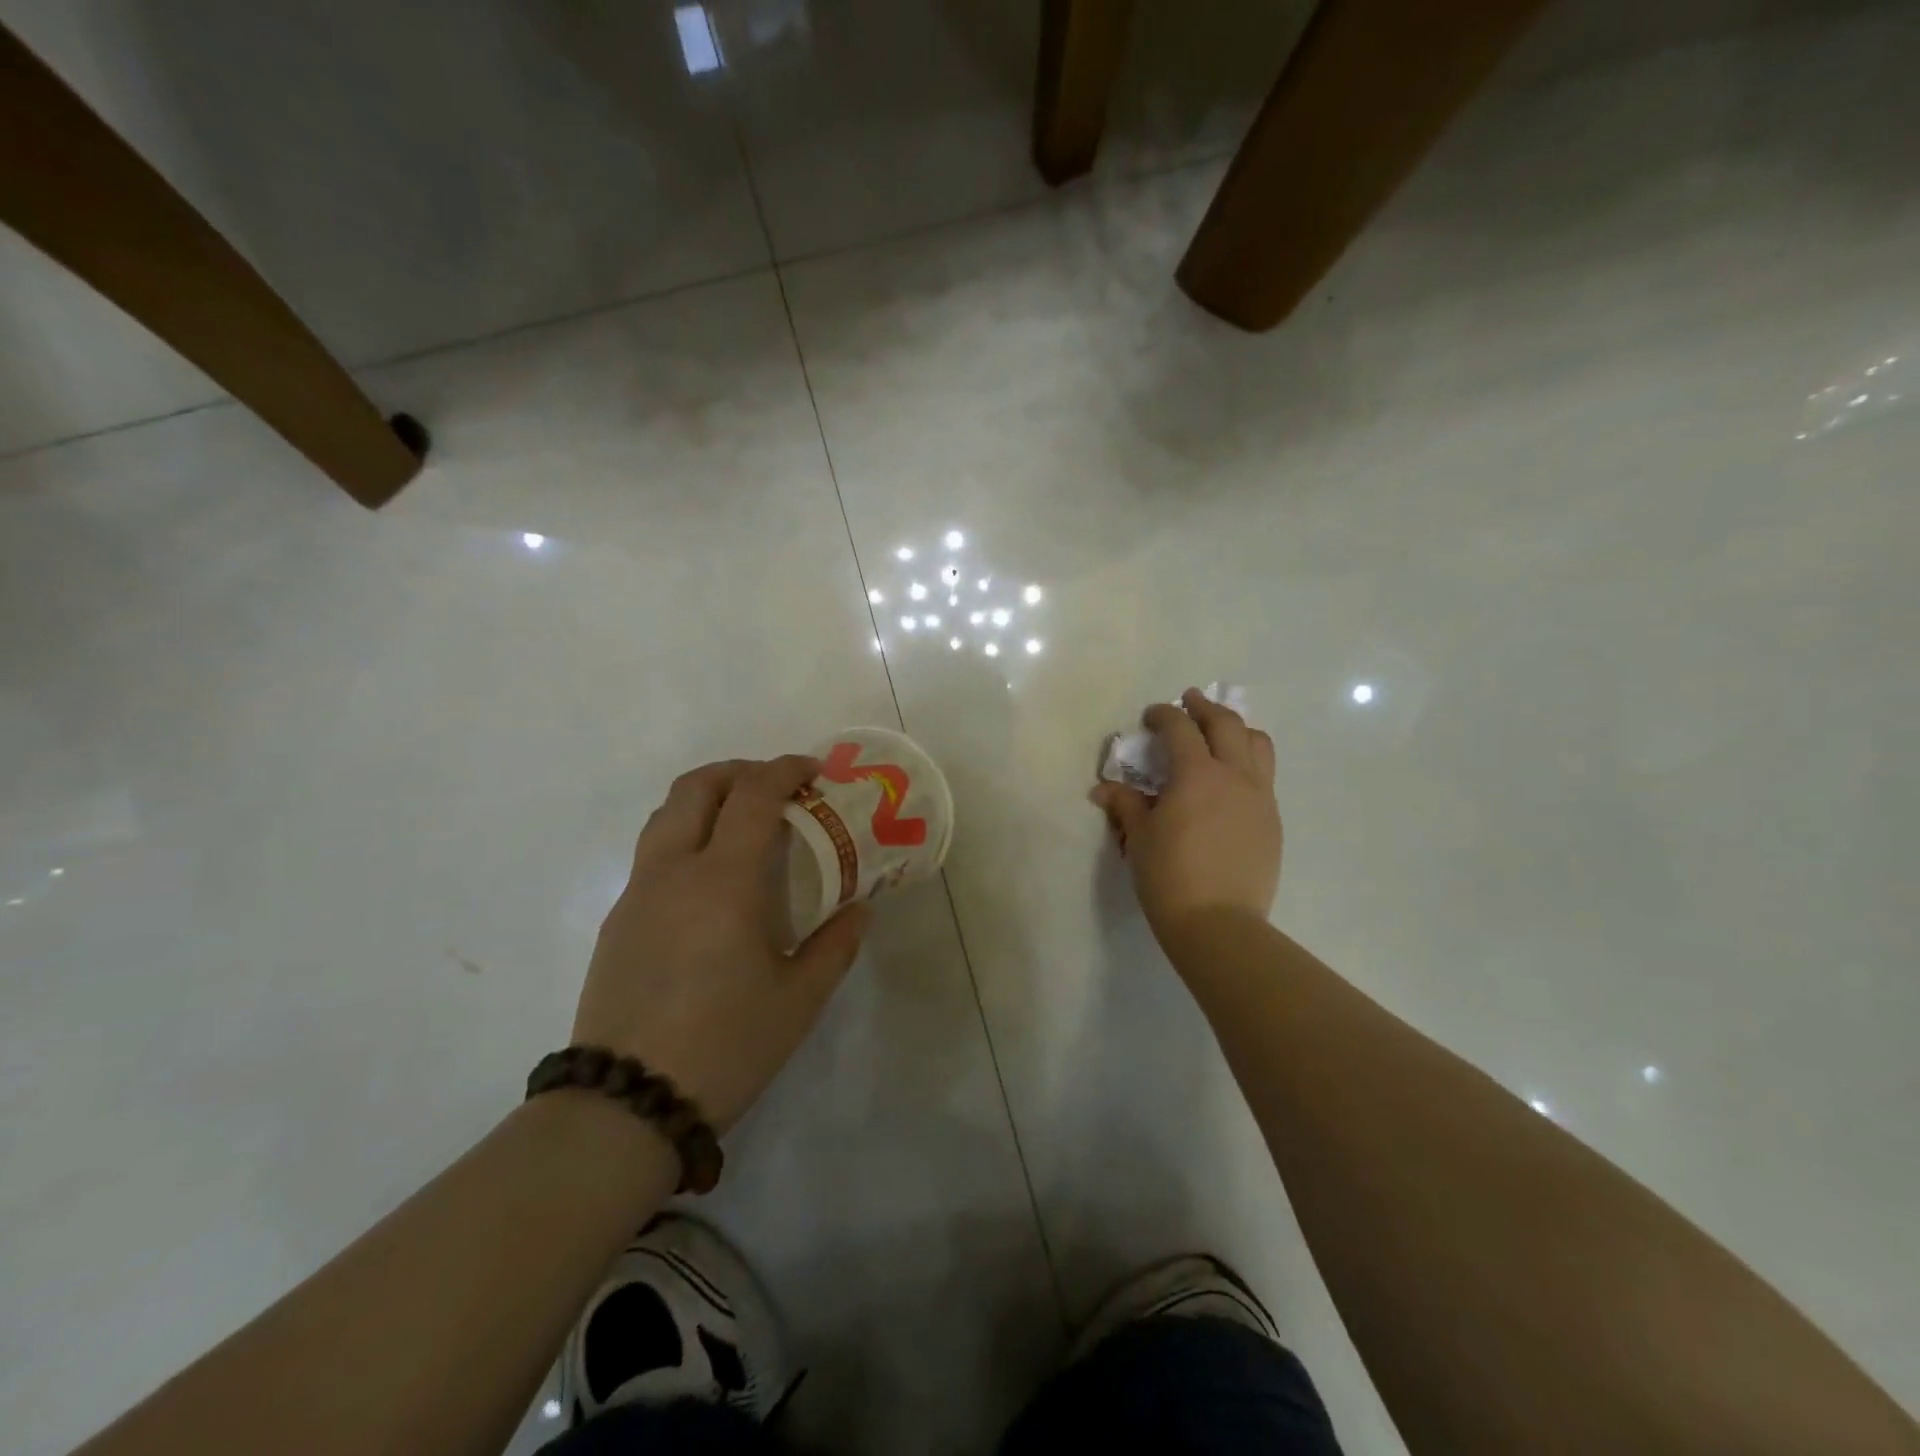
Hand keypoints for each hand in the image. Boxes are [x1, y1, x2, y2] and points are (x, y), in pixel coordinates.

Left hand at [573, 756, 869, 1132]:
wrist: (625, 1105)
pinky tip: (711, 881)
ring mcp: (637, 894)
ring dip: (706, 799)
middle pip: (696, 787)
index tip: (814, 771)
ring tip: (743, 823)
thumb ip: (836, 946)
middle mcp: (673, 871)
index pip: (752, 796)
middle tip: (777, 786)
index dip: (785, 770)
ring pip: (665, 815)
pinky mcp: (617, 921)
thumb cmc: (725, 1045)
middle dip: (740, 771)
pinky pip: (653, 853)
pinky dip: (686, 836)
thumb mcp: (799, 999)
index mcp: (722, 880)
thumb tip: (859, 911)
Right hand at [1092, 689, 1281, 941]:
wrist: (1219, 924)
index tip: (1151, 716)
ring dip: (1237, 729)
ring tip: (1221, 732)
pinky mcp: (1272, 821)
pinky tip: (1231, 780)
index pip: (1181, 728)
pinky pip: (1264, 777)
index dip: (1163, 715)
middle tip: (1190, 701)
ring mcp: (1260, 798)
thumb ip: (1125, 804)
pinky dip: (1248, 762)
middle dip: (1205, 708)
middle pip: (1227, 724)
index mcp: (1197, 774)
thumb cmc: (1170, 877)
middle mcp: (1235, 776)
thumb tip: (1104, 789)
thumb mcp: (1140, 837)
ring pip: (1258, 745)